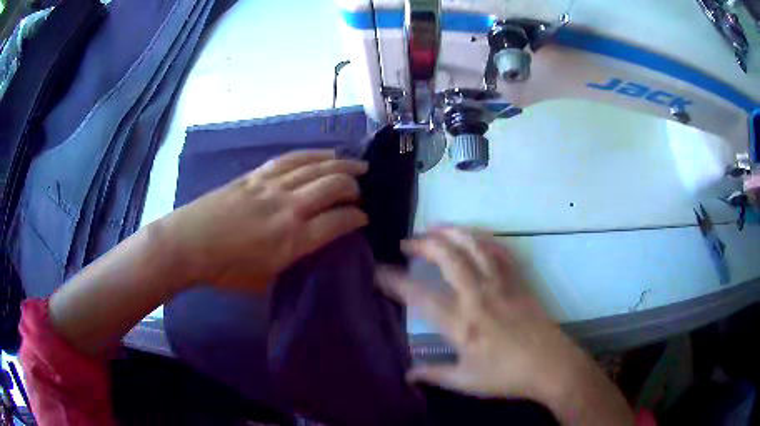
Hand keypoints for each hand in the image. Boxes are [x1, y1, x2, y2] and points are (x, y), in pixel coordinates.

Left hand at [162, 149, 368, 290]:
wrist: (189, 244)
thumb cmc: (226, 270)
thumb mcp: (266, 280)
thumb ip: (294, 261)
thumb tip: (312, 246)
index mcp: (293, 240)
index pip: (339, 222)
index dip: (358, 218)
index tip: (364, 218)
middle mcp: (289, 207)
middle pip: (333, 187)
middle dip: (354, 188)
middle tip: (363, 191)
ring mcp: (272, 186)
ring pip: (316, 167)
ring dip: (342, 165)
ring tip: (358, 166)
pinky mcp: (258, 175)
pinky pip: (292, 159)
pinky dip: (313, 155)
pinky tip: (326, 154)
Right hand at [377, 228, 633, 424]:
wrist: (551, 365)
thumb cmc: (507, 376)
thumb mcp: (466, 382)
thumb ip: (434, 375)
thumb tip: (407, 374)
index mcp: (461, 323)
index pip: (419, 296)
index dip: (394, 281)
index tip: (378, 272)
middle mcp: (478, 295)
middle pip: (447, 257)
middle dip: (423, 244)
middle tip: (406, 243)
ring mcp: (501, 284)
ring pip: (474, 246)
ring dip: (451, 232)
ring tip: (434, 227)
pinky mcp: (518, 281)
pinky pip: (499, 251)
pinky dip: (483, 239)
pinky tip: (474, 236)